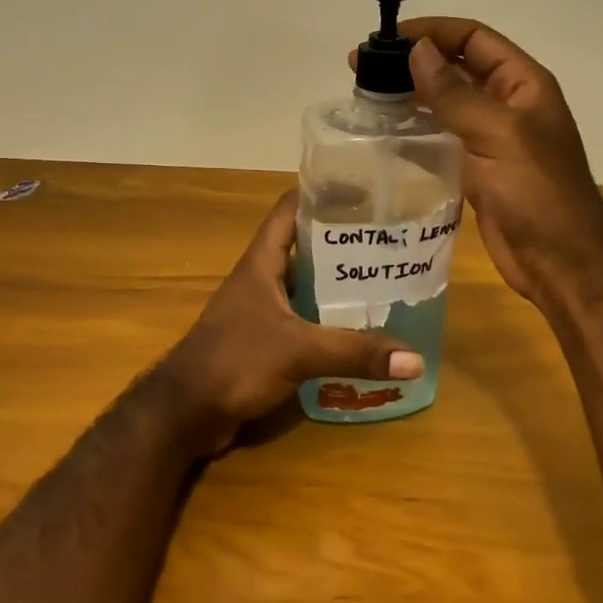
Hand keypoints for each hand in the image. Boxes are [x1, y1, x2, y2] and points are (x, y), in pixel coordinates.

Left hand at [157, 192, 422, 454]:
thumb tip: (415, 359)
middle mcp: (261, 277)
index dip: (321, 194)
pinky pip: (302, 318)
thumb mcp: (299, 351)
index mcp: (262, 261)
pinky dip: (327, 319)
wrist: (187, 411)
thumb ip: (355, 353)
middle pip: (304, 245)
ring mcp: (260, 309)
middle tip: (388, 241)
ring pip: (305, 284)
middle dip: (342, 242)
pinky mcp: (263, 339)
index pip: (289, 209)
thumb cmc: (236, 361)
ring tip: (382, 281)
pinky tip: (357, 329)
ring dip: (336, 283)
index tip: (362, 190)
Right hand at [372, 18, 602, 307]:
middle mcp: (506, 104)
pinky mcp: (474, 168)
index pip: (473, 38)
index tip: (388, 38)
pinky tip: (383, 132)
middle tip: (362, 67)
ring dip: (408, 96)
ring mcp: (489, 137)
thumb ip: (455, 93)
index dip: (432, 31)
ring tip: (366, 95)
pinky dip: (413, 131)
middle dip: (412, 62)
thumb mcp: (499, 135)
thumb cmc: (538, 192)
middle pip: (455, 67)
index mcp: (522, 84)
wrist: (562, 262)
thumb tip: (417, 50)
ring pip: (443, 103)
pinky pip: (440, 138)